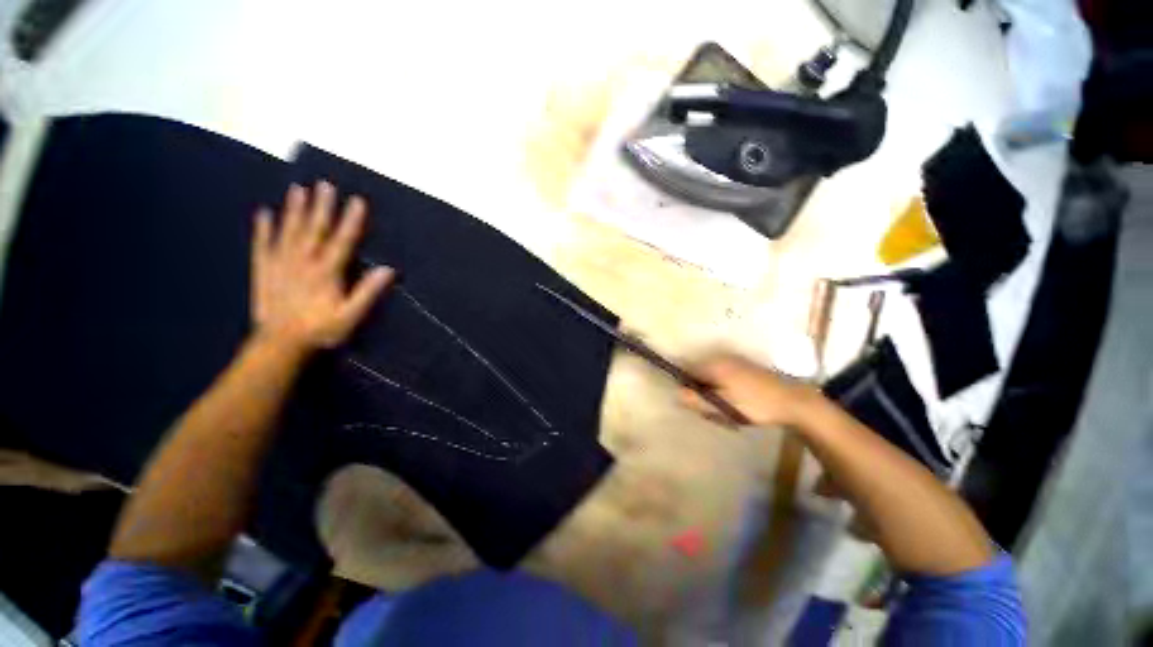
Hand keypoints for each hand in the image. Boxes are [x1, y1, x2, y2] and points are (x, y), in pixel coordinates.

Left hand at [251, 182, 394, 352]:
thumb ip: (368, 292)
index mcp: (326, 272)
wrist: (280, 344)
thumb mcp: (351, 316)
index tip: (358, 201)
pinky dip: (263, 228)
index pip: (342, 241)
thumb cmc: (321, 330)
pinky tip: (263, 214)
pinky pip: (262, 245)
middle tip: (324, 184)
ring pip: (288, 231)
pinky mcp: (263, 271)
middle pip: (313, 230)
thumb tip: (388, 270)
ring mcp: (280, 264)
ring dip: (293, 210)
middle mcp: (302, 262)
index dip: (351, 220)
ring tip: (297, 190)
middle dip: (321, 206)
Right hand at [678, 353, 819, 427]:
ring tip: (727, 410)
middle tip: (713, 411)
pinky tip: (737, 403)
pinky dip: (724, 389)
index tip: (696, 404)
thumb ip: (696, 400)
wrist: (793, 401)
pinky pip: (723, 377)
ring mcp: (733, 361)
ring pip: (711, 377)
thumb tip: (676, 393)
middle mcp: (720, 358)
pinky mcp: (744, 366)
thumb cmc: (754, 405)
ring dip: (713, 392)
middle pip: (698, 374)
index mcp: (713, 365)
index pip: (686, 371)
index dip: (686, 387)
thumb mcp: (722, 406)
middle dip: (701, 392)